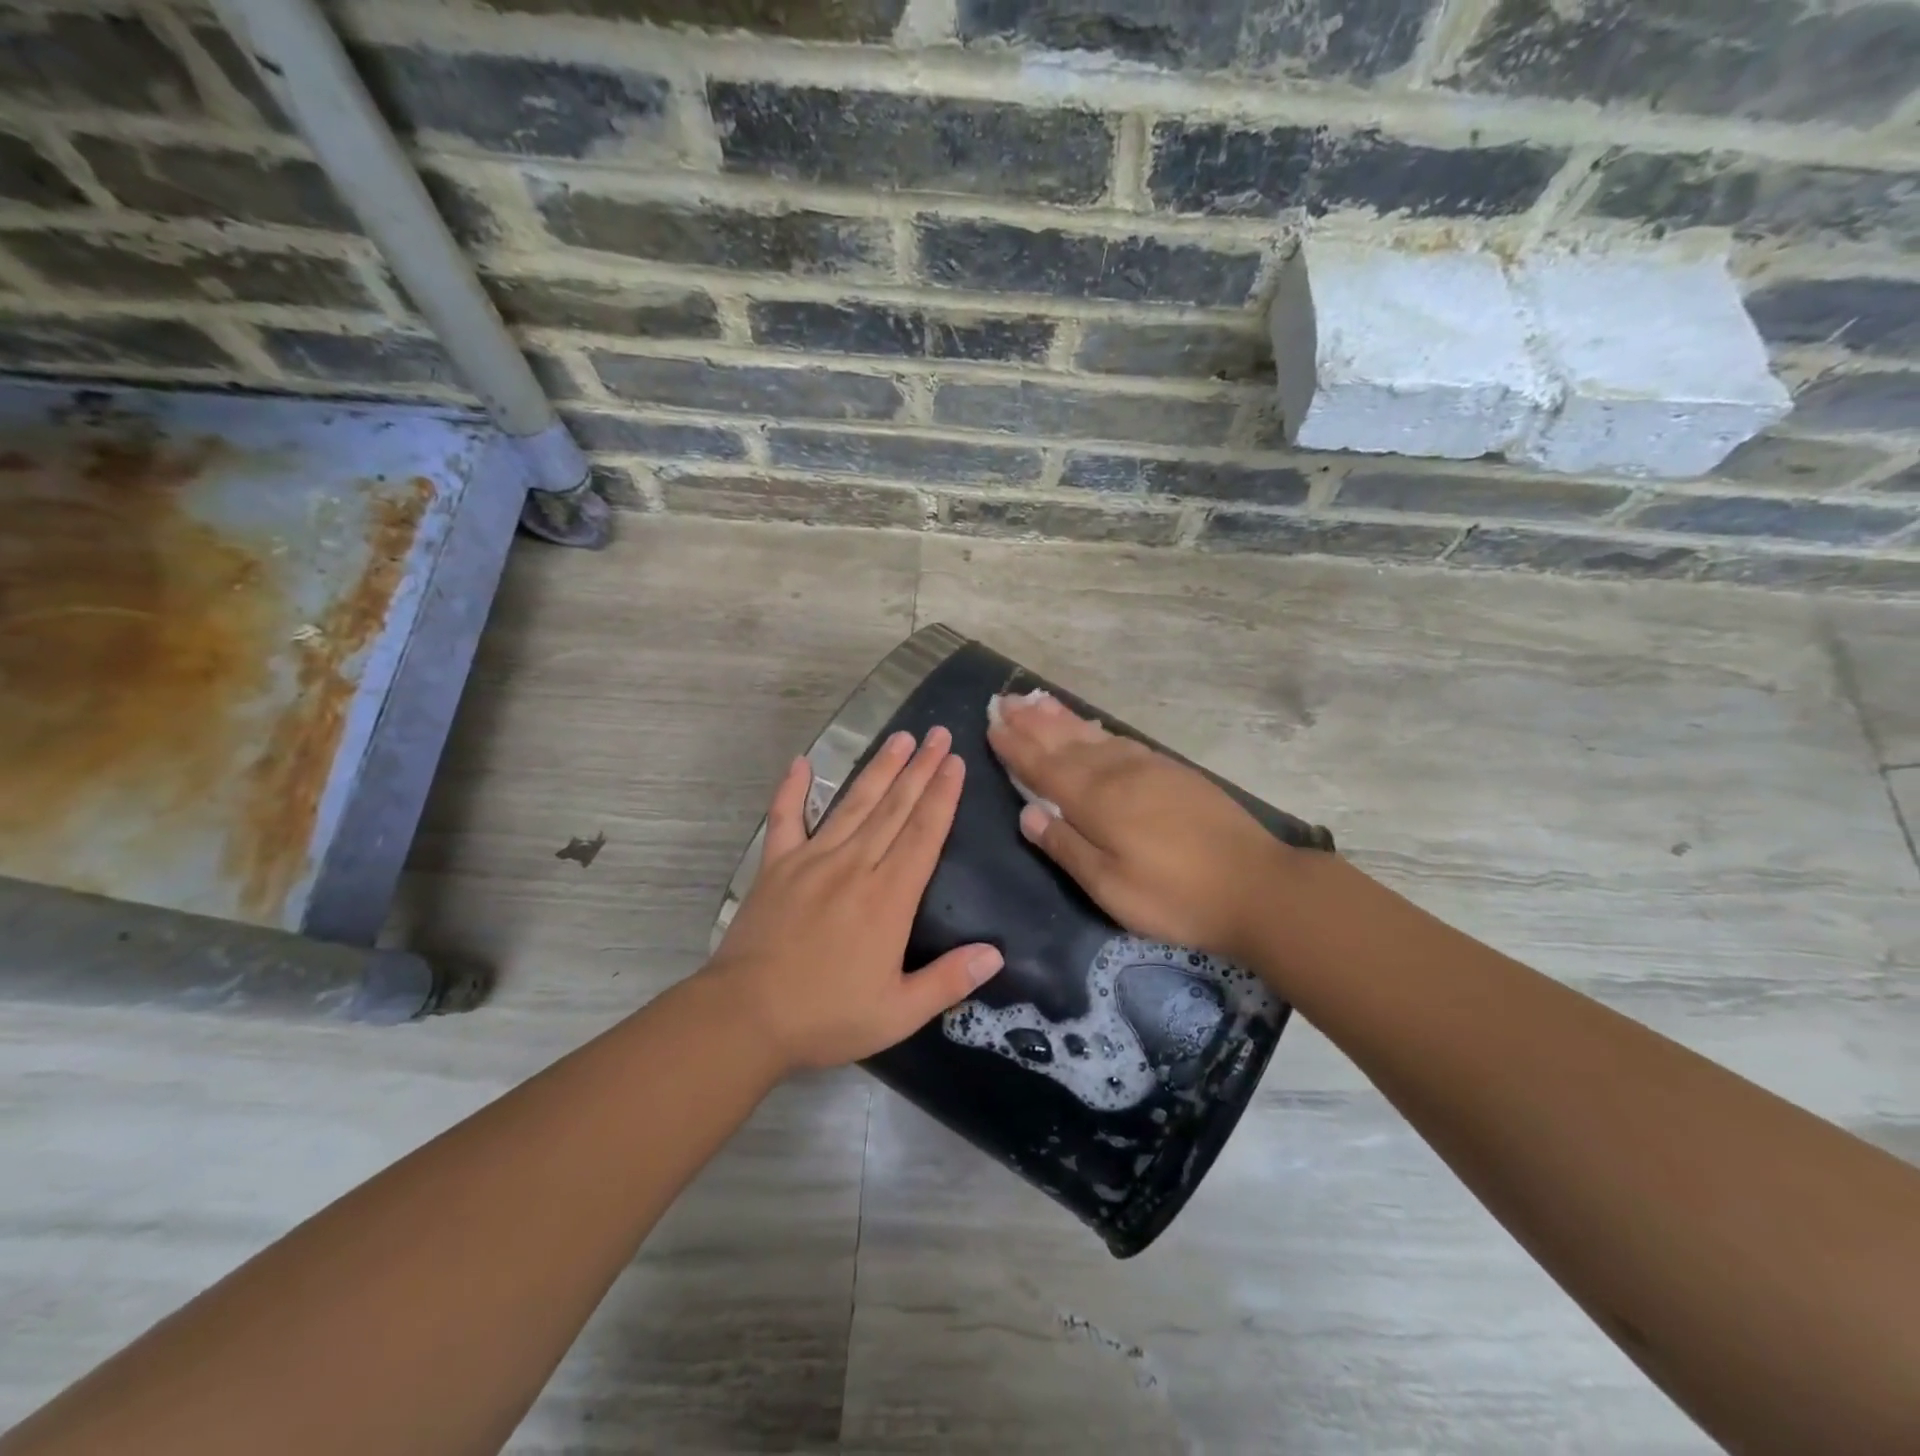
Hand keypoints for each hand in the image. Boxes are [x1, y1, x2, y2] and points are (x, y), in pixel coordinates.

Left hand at [705, 727, 1003, 1073]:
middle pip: (894, 808)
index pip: (923, 834)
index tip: (954, 761)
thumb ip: (948, 981)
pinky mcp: (776, 865)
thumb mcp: (897, 1013)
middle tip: (937, 733)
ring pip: (853, 804)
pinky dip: (792, 789)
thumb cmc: (826, 1016)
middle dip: (920, 769)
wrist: (745, 1017)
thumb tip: (996, 954)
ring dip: (879, 768)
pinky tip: (801, 763)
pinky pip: (785, 818)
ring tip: (899, 737)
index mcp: (888, 898)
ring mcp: (811, 860)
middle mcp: (854, 866)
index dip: (942, 796)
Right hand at [986, 692, 1287, 964]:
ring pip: (1092, 735)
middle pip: (1065, 742)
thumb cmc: (1177, 897)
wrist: (1258, 886)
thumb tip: (1027, 814)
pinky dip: (1095, 728)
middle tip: (1005, 700)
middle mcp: (1117, 773)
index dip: (1016, 747)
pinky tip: (1089, 727)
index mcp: (1097, 801)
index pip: (1044, 768)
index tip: (992, 725)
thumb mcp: (1111, 888)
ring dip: (1060, 718)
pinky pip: (1120, 740)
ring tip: (1035, 701)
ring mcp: (1148, 767)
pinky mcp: (1172, 771)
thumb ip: (1066, 847)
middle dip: (1032, 722)